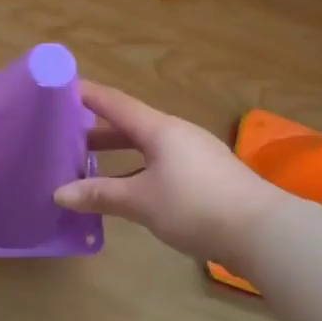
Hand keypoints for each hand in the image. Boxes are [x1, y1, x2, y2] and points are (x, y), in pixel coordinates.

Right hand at [53, 80, 277, 265]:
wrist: (262, 232)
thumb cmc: (195, 206)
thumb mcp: (141, 201)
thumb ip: (100, 194)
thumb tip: (59, 193)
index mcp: (160, 129)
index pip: (115, 103)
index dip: (87, 95)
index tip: (60, 88)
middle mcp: (176, 134)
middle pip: (130, 124)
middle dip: (97, 130)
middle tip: (65, 135)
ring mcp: (194, 154)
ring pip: (147, 146)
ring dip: (118, 153)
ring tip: (88, 165)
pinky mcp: (206, 176)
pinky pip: (161, 163)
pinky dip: (137, 170)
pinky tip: (128, 190)